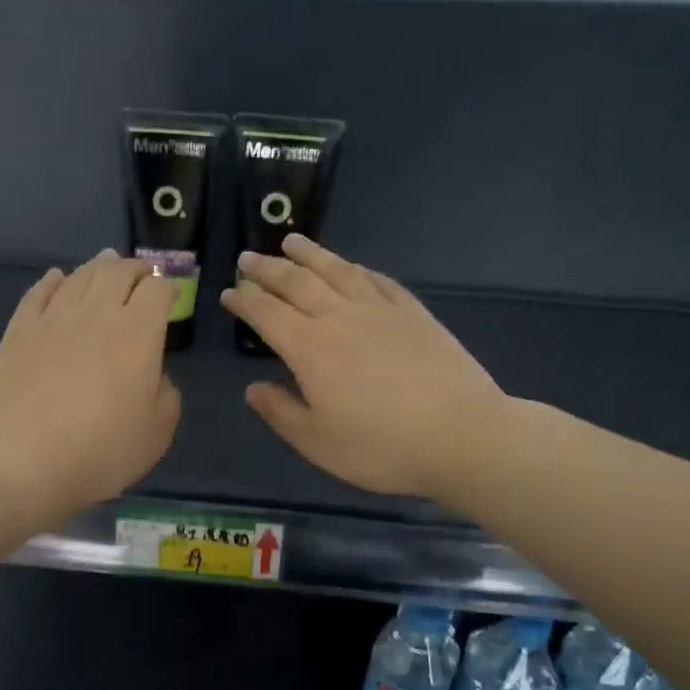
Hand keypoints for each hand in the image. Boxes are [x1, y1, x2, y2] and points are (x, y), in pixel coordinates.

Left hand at [0, 251, 180, 524]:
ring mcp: (53, 318)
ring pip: (80, 276)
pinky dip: (54, 280)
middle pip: (119, 272)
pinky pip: (40, 291)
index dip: (169, 288)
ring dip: (99, 267)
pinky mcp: (19, 330)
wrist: (21, 462)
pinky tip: (58, 278)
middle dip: (137, 269)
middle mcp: (97, 314)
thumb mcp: (157, 434)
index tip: (171, 298)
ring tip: (107, 264)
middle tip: (143, 274)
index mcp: (138, 334)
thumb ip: (166, 394)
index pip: (159, 290)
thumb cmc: (99, 453)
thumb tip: (154, 374)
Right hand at [219, 235, 509, 500]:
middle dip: (268, 268)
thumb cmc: (380, 447)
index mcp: (310, 348)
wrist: (461, 436)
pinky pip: (379, 281)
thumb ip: (280, 412)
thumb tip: (254, 388)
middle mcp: (340, 318)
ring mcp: (381, 311)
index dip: (244, 301)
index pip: (266, 314)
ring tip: (292, 241)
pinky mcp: (415, 314)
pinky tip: (352, 266)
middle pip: (297, 283)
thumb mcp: (316, 442)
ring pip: (337, 271)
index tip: (228, 291)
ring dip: (310, 254)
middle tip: (248, 257)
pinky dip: (357, 269)